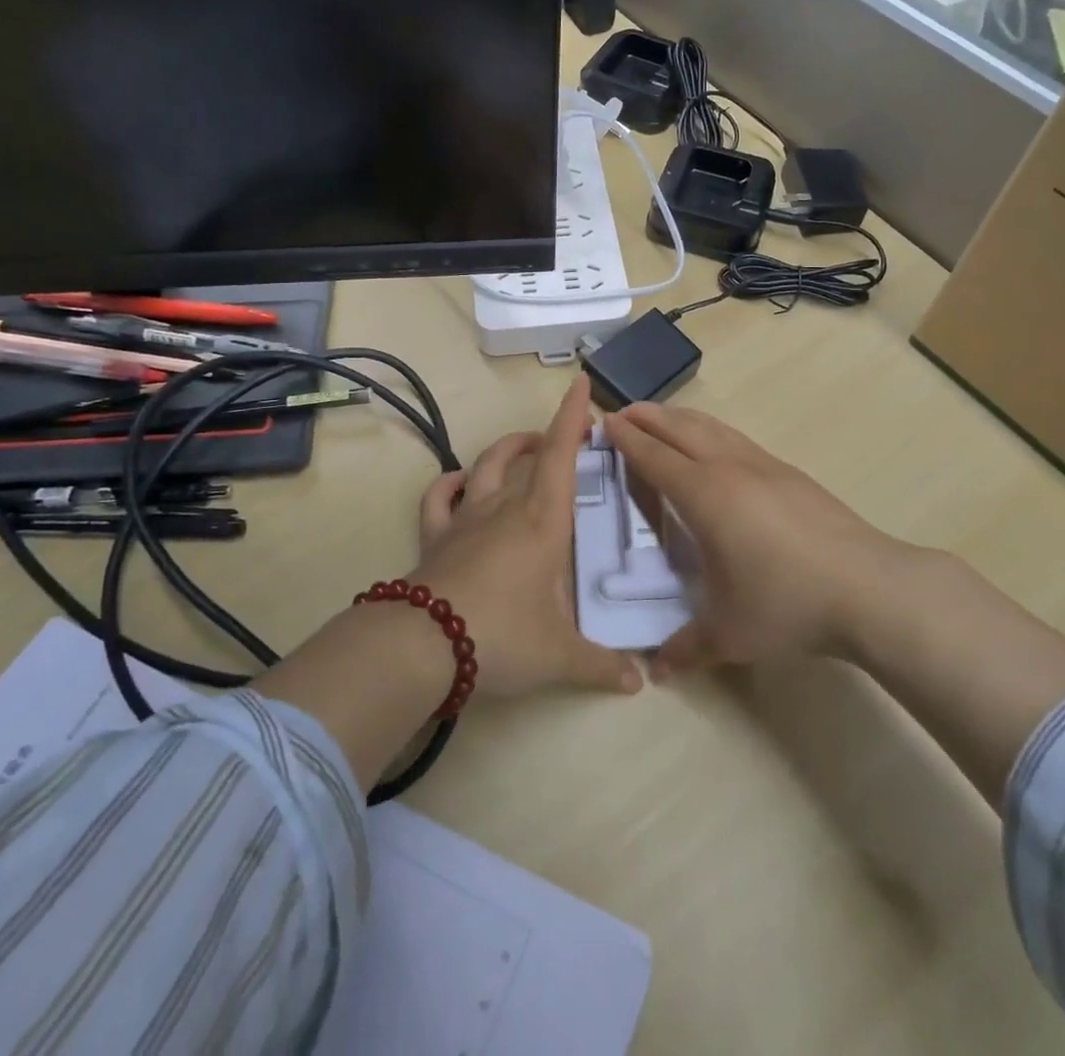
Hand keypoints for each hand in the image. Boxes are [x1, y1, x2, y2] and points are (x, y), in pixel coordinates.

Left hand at [412, 377, 641, 700]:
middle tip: (568, 436)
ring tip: (524, 447)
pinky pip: (440, 498)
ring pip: (486, 466)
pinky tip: (460, 481)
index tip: (583, 384)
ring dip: (507, 450)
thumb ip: (602, 666)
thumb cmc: (503, 636)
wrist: (424, 646)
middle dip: (550, 436)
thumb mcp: (560, 656)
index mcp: (542, 522)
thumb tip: (641, 681)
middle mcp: (505, 508)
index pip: (562, 456)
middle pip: (528, 455)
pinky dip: (451, 483)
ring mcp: (466, 519)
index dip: (573, 417)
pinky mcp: (436, 537)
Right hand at [605, 402, 946, 676]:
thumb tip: (656, 671)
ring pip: (713, 428)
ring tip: (664, 418)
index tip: (605, 425)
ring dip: (681, 418)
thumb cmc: (788, 605)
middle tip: (623, 412)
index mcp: (706, 496)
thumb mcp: (729, 634)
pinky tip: (717, 446)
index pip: (655, 458)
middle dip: (649, 418)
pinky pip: (738, 440)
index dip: (628, 441)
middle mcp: (731, 469)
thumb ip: (686, 648)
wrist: (870, 588)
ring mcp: (766, 466)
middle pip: (681, 430)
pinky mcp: (792, 474)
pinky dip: (713, 432)